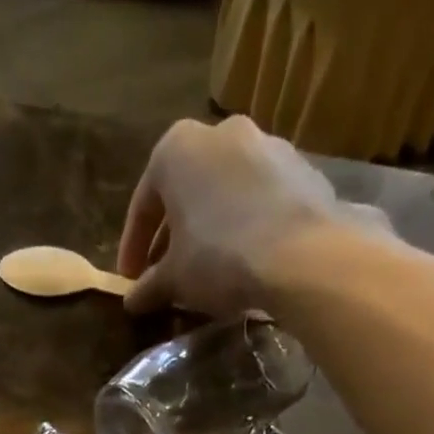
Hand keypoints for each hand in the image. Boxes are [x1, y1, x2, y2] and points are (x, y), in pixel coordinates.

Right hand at [116, 116, 390, 315]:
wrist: (302, 256)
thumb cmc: (220, 258)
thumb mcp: (175, 280)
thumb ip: (150, 286)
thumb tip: (133, 300)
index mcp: (177, 149)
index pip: (143, 204)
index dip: (133, 248)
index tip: (131, 279)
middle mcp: (221, 132)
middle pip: (186, 192)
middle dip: (174, 236)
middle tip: (168, 275)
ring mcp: (267, 145)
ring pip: (225, 193)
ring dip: (212, 228)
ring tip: (209, 270)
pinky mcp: (302, 169)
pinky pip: (261, 201)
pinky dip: (248, 226)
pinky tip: (247, 260)